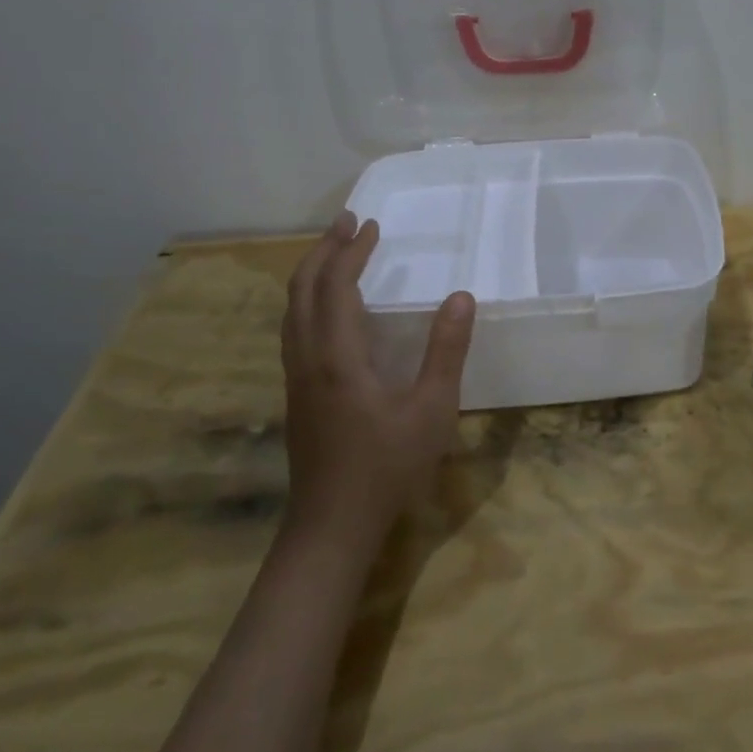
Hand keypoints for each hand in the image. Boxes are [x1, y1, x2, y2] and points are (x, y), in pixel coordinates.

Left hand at [279, 213, 475, 543]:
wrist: (331, 527)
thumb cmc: (386, 467)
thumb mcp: (431, 409)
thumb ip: (446, 351)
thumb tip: (461, 297)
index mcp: (337, 356)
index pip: (336, 286)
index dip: (351, 251)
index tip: (371, 225)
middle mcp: (307, 359)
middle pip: (301, 290)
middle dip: (322, 251)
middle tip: (347, 224)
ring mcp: (296, 379)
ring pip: (292, 311)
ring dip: (312, 275)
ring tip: (337, 255)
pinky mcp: (297, 395)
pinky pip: (295, 330)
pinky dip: (310, 301)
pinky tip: (331, 311)